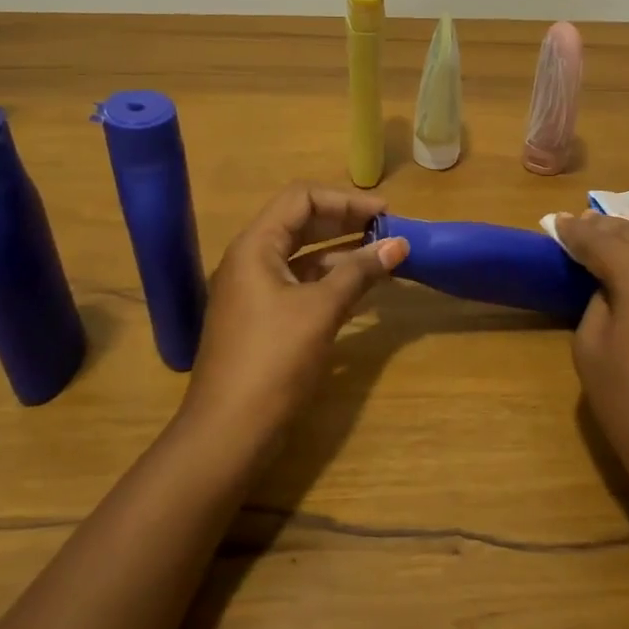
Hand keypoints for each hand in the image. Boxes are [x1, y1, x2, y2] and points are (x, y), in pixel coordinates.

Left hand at [185, 183, 408, 443]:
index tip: (384, 214)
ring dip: (341, 253)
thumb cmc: (274, 359)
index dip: (345, 200)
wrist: (229, 430)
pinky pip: (300, 285)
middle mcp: (250, 260)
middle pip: (301, 223)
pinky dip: (330, 281)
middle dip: (345, 223)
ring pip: (302, 257)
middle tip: (387, 232)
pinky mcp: (262, 319)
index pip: (301, 198)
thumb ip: (360, 272)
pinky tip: (360, 290)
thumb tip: (400, 244)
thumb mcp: (321, 310)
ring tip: (382, 259)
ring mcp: (254, 292)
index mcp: (255, 246)